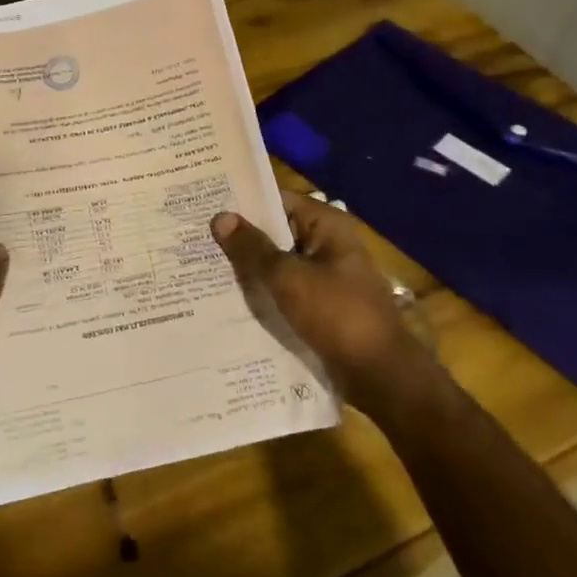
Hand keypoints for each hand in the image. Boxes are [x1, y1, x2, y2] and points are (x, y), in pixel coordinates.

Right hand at [210, 191, 428, 409]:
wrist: (380, 376)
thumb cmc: (336, 315)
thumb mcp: (288, 277)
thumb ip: (252, 248)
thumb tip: (220, 217)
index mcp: (327, 225)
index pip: (278, 200)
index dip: (244, 203)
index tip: (206, 205)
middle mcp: (328, 244)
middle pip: (277, 232)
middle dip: (241, 237)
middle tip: (196, 237)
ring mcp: (326, 276)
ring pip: (279, 264)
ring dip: (250, 268)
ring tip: (203, 265)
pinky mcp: (322, 306)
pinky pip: (286, 290)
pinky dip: (263, 292)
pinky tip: (229, 298)